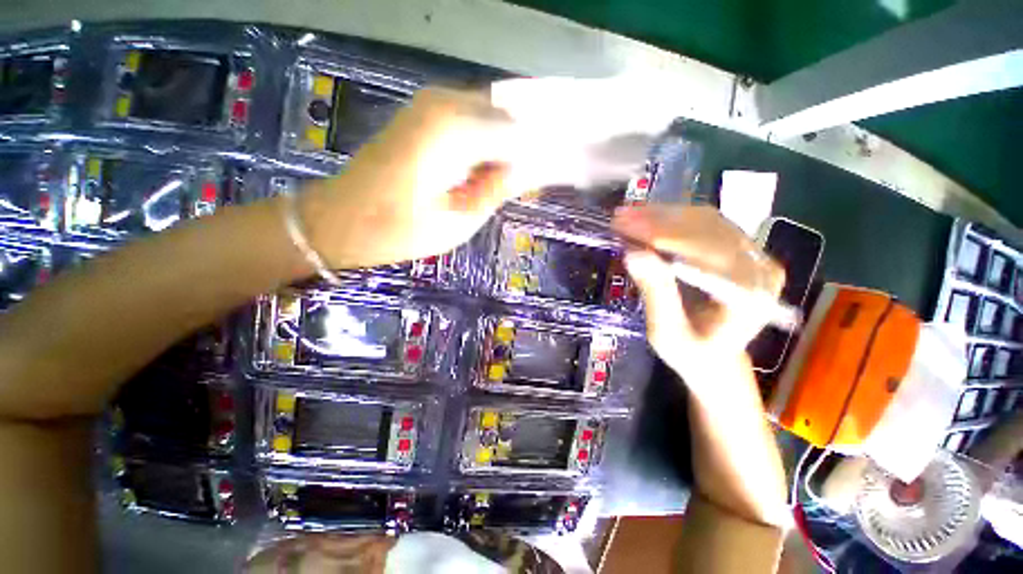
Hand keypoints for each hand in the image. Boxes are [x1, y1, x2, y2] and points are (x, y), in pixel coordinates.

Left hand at [300, 87, 522, 268]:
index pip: (521, 133)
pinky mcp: (425, 113)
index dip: (543, 153)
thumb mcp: (459, 220)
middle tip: (532, 182)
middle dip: (527, 146)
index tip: (557, 174)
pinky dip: (488, 141)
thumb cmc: (398, 230)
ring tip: (510, 181)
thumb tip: (533, 171)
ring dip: (508, 145)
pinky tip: (488, 169)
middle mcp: (446, 103)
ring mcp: (432, 103)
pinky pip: (473, 120)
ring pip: (493, 116)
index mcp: (455, 131)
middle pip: (510, 117)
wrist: (340, 219)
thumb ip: (499, 188)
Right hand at [613, 205, 784, 400]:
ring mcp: (754, 254)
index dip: (662, 234)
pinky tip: (646, 219)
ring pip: (705, 220)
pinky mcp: (740, 249)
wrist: (716, 358)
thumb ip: (655, 293)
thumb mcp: (667, 333)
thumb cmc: (691, 354)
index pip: (705, 250)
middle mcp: (760, 267)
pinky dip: (671, 219)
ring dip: (662, 215)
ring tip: (627, 215)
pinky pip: (704, 224)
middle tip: (619, 217)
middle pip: (707, 228)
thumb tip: (633, 252)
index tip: (624, 226)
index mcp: (750, 295)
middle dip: (657, 220)